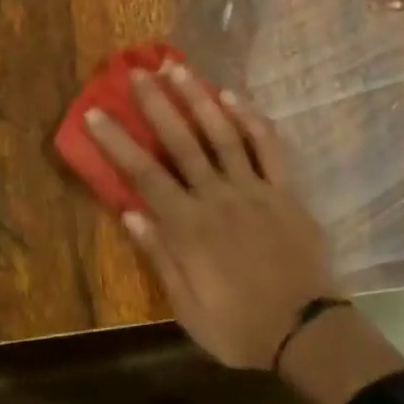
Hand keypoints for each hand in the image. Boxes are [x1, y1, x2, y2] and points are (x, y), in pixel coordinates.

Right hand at [84, 63, 403, 403]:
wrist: (308, 334)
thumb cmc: (240, 326)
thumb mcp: (187, 308)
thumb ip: (160, 257)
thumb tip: (130, 213)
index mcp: (188, 227)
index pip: (143, 175)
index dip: (117, 141)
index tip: (96, 112)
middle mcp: (217, 197)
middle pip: (181, 143)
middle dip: (156, 105)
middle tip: (137, 72)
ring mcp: (254, 190)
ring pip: (222, 135)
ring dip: (198, 99)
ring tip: (178, 69)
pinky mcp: (285, 191)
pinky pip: (269, 148)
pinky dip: (251, 120)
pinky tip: (232, 97)